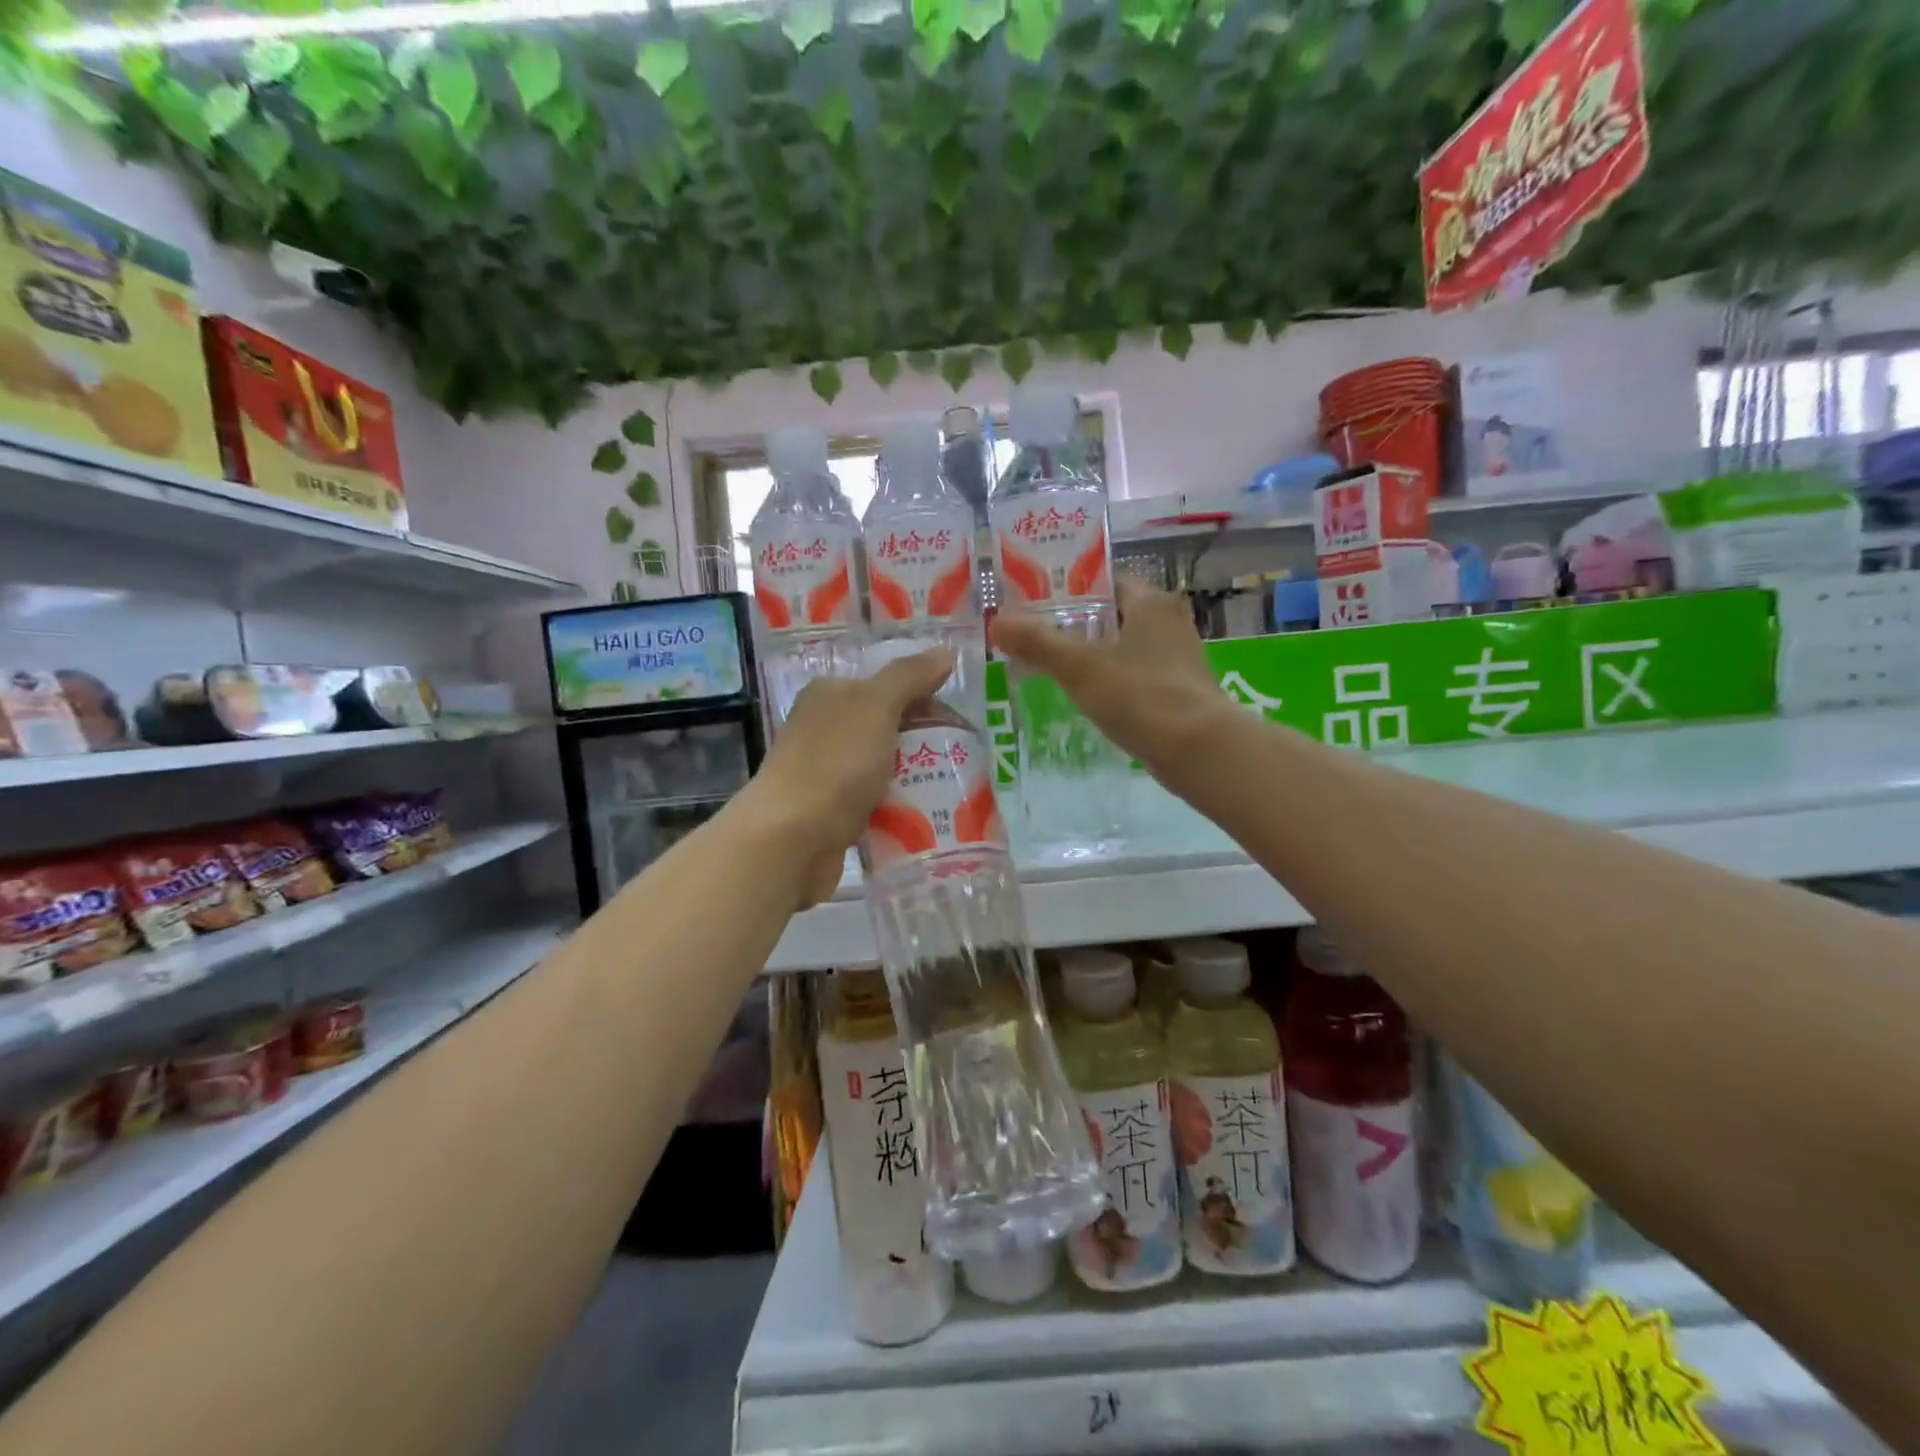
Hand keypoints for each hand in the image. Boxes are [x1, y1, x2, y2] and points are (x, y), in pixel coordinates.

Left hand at [748, 648, 953, 907]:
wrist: (792, 839)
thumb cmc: (835, 763)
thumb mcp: (876, 706)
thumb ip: (910, 677)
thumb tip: (945, 653)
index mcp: (830, 695)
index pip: (886, 685)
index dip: (925, 697)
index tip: (960, 722)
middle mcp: (824, 729)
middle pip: (888, 727)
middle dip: (925, 742)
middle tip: (965, 759)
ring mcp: (827, 773)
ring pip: (885, 767)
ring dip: (915, 778)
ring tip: (955, 791)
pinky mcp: (833, 813)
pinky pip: (877, 803)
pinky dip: (899, 807)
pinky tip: (927, 816)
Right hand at [989, 580, 1226, 781]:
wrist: (1198, 750)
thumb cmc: (1140, 695)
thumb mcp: (1079, 667)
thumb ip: (1038, 643)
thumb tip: (997, 621)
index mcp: (1152, 603)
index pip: (1108, 583)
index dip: (1074, 593)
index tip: (1040, 608)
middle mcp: (1171, 623)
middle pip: (1116, 617)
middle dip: (1081, 628)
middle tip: (1040, 641)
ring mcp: (1179, 661)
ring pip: (1127, 650)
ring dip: (1097, 658)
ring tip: (1056, 671)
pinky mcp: (1181, 694)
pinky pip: (1138, 679)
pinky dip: (1115, 685)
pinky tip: (1091, 701)